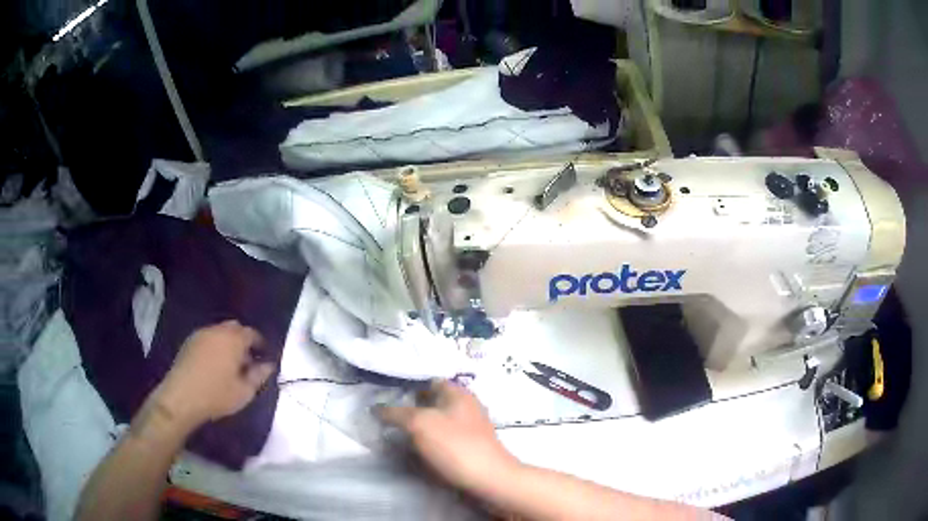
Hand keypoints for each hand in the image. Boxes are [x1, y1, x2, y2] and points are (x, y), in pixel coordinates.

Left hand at [151, 321, 274, 430]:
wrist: (181, 397)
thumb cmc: (217, 395)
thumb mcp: (244, 391)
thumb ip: (259, 376)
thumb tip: (269, 365)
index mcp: (233, 340)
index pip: (251, 334)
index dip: (260, 344)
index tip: (264, 356)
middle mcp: (217, 331)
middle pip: (234, 328)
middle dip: (243, 340)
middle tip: (247, 360)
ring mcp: (200, 334)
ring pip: (219, 332)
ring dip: (227, 342)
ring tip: (230, 363)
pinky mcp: (188, 342)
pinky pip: (207, 338)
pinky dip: (214, 345)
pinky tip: (213, 364)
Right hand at [378, 380, 519, 493]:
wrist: (488, 480)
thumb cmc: (455, 446)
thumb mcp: (419, 424)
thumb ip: (396, 413)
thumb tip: (376, 408)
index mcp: (458, 393)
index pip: (430, 380)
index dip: (408, 385)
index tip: (386, 393)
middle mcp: (466, 406)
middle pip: (433, 402)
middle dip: (410, 407)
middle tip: (386, 415)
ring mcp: (470, 428)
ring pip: (437, 422)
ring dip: (418, 427)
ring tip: (395, 433)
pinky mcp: (469, 448)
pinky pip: (443, 439)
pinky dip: (429, 442)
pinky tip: (414, 450)